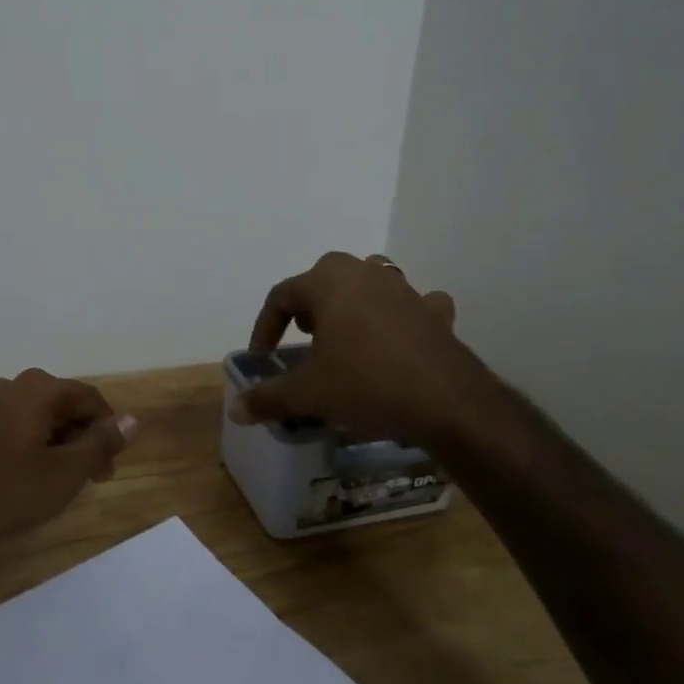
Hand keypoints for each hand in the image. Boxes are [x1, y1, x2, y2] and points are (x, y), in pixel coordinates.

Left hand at [0, 369, 137, 551]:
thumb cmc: (6, 491)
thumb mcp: (64, 472)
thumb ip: (101, 443)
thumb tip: (132, 419)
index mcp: (40, 388)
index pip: (90, 399)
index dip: (108, 432)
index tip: (110, 469)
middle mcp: (15, 386)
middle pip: (65, 406)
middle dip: (84, 440)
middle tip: (91, 480)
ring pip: (42, 419)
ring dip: (60, 446)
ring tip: (63, 484)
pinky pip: (19, 428)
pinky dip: (35, 448)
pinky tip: (32, 479)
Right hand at [233, 251, 497, 445]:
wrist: (448, 402)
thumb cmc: (366, 384)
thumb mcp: (309, 394)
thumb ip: (269, 398)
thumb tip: (235, 410)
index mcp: (328, 282)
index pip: (282, 295)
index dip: (265, 327)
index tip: (263, 358)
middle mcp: (365, 273)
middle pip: (324, 278)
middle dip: (308, 306)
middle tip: (303, 337)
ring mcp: (404, 290)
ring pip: (369, 283)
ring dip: (352, 303)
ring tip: (345, 334)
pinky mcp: (434, 313)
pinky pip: (412, 304)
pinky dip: (402, 316)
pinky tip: (400, 338)